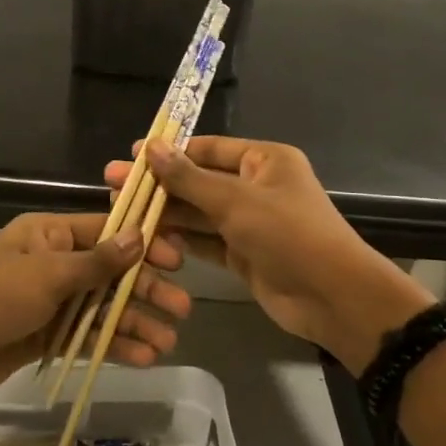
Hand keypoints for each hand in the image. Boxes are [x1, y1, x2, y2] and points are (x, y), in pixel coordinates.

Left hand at [0, 213, 190, 399]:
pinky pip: (86, 336)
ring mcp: (49, 303)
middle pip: (110, 273)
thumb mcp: (47, 273)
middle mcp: (54, 264)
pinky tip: (143, 357)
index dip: (143, 244)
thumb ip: (97, 262)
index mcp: (50, 235)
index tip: (177, 259)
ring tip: (168, 342)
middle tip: (182, 308)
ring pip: (102, 308)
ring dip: (134, 323)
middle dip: (146, 290)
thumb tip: (139, 236)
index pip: (107, 232)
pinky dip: (112, 345)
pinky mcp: (43, 337)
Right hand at [107, 137, 429, 374]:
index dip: (169, 152)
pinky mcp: (243, 253)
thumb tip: (150, 148)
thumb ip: (189, 178)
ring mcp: (249, 222)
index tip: (131, 156)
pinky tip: (147, 238)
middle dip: (159, 184)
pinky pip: (205, 240)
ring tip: (122, 212)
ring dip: (165, 213)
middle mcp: (255, 186)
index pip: (208, 148)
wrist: (332, 297)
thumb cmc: (288, 235)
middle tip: (113, 185)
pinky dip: (180, 239)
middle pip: (199, 180)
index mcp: (263, 160)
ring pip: (199, 213)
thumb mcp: (236, 201)